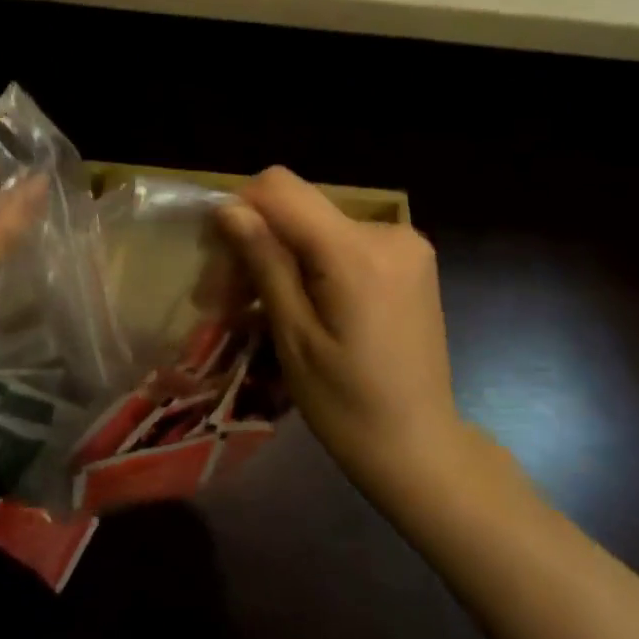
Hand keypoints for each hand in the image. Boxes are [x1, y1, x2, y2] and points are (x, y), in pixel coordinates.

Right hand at [217, 166, 462, 504]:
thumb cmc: (348, 407)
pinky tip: (296, 303)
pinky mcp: (409, 260)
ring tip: (254, 308)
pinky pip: (342, 242)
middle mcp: (388, 232)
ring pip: (316, 225)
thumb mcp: (294, 337)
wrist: (421, 450)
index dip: (239, 208)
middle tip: (223, 299)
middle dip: (254, 243)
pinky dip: (311, 263)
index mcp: (357, 252)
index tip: (217, 260)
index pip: (281, 188)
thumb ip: (265, 263)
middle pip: (297, 208)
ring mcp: (405, 244)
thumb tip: (229, 209)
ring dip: (279, 256)